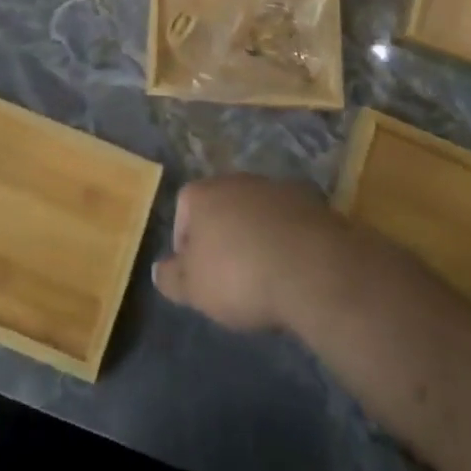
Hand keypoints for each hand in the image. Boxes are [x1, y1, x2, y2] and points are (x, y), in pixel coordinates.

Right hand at [152, 175, 344, 332]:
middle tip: (229, 273)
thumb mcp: (195, 289)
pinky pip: (288, 221)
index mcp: (202, 194)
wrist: (311, 268)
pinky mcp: (312, 202)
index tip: (196, 273)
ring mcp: (275, 187)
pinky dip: (286, 239)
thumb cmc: (240, 276)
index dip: (186, 242)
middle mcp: (236, 180)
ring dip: (256, 234)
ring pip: (256, 211)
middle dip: (223, 235)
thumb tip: (158, 270)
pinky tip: (292, 268)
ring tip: (264, 273)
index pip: (183, 210)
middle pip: (221, 206)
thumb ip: (171, 278)